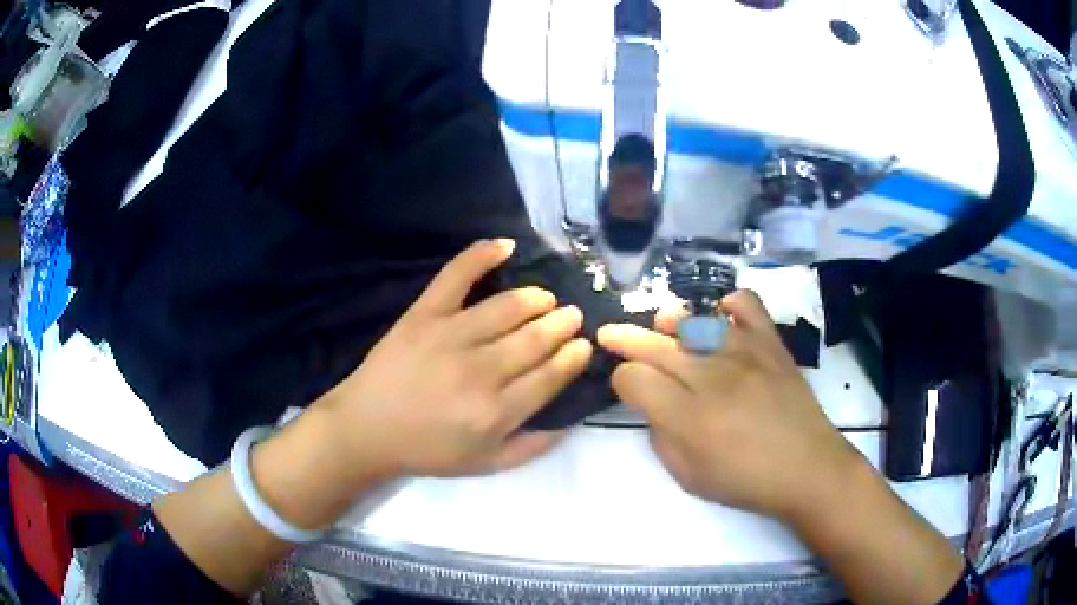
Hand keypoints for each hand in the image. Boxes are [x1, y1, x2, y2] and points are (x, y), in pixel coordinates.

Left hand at [317, 239, 591, 478]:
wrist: (367, 428)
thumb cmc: (427, 450)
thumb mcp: (486, 464)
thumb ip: (533, 447)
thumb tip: (571, 420)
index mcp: (496, 413)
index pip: (549, 376)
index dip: (572, 357)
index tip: (584, 345)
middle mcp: (479, 372)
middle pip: (534, 339)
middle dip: (562, 325)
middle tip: (572, 317)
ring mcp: (449, 336)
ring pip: (507, 307)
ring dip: (536, 298)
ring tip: (547, 299)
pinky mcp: (423, 314)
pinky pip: (456, 276)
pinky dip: (481, 254)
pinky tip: (505, 245)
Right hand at [596, 290, 861, 521]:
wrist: (808, 468)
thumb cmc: (746, 481)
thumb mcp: (688, 476)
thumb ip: (661, 437)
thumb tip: (653, 405)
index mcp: (687, 417)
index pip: (633, 379)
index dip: (621, 380)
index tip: (626, 387)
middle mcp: (711, 376)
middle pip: (654, 345)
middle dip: (625, 339)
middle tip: (609, 335)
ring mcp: (744, 352)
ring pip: (694, 321)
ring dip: (669, 321)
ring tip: (661, 325)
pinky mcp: (770, 342)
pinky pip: (747, 304)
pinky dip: (729, 304)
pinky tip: (721, 318)